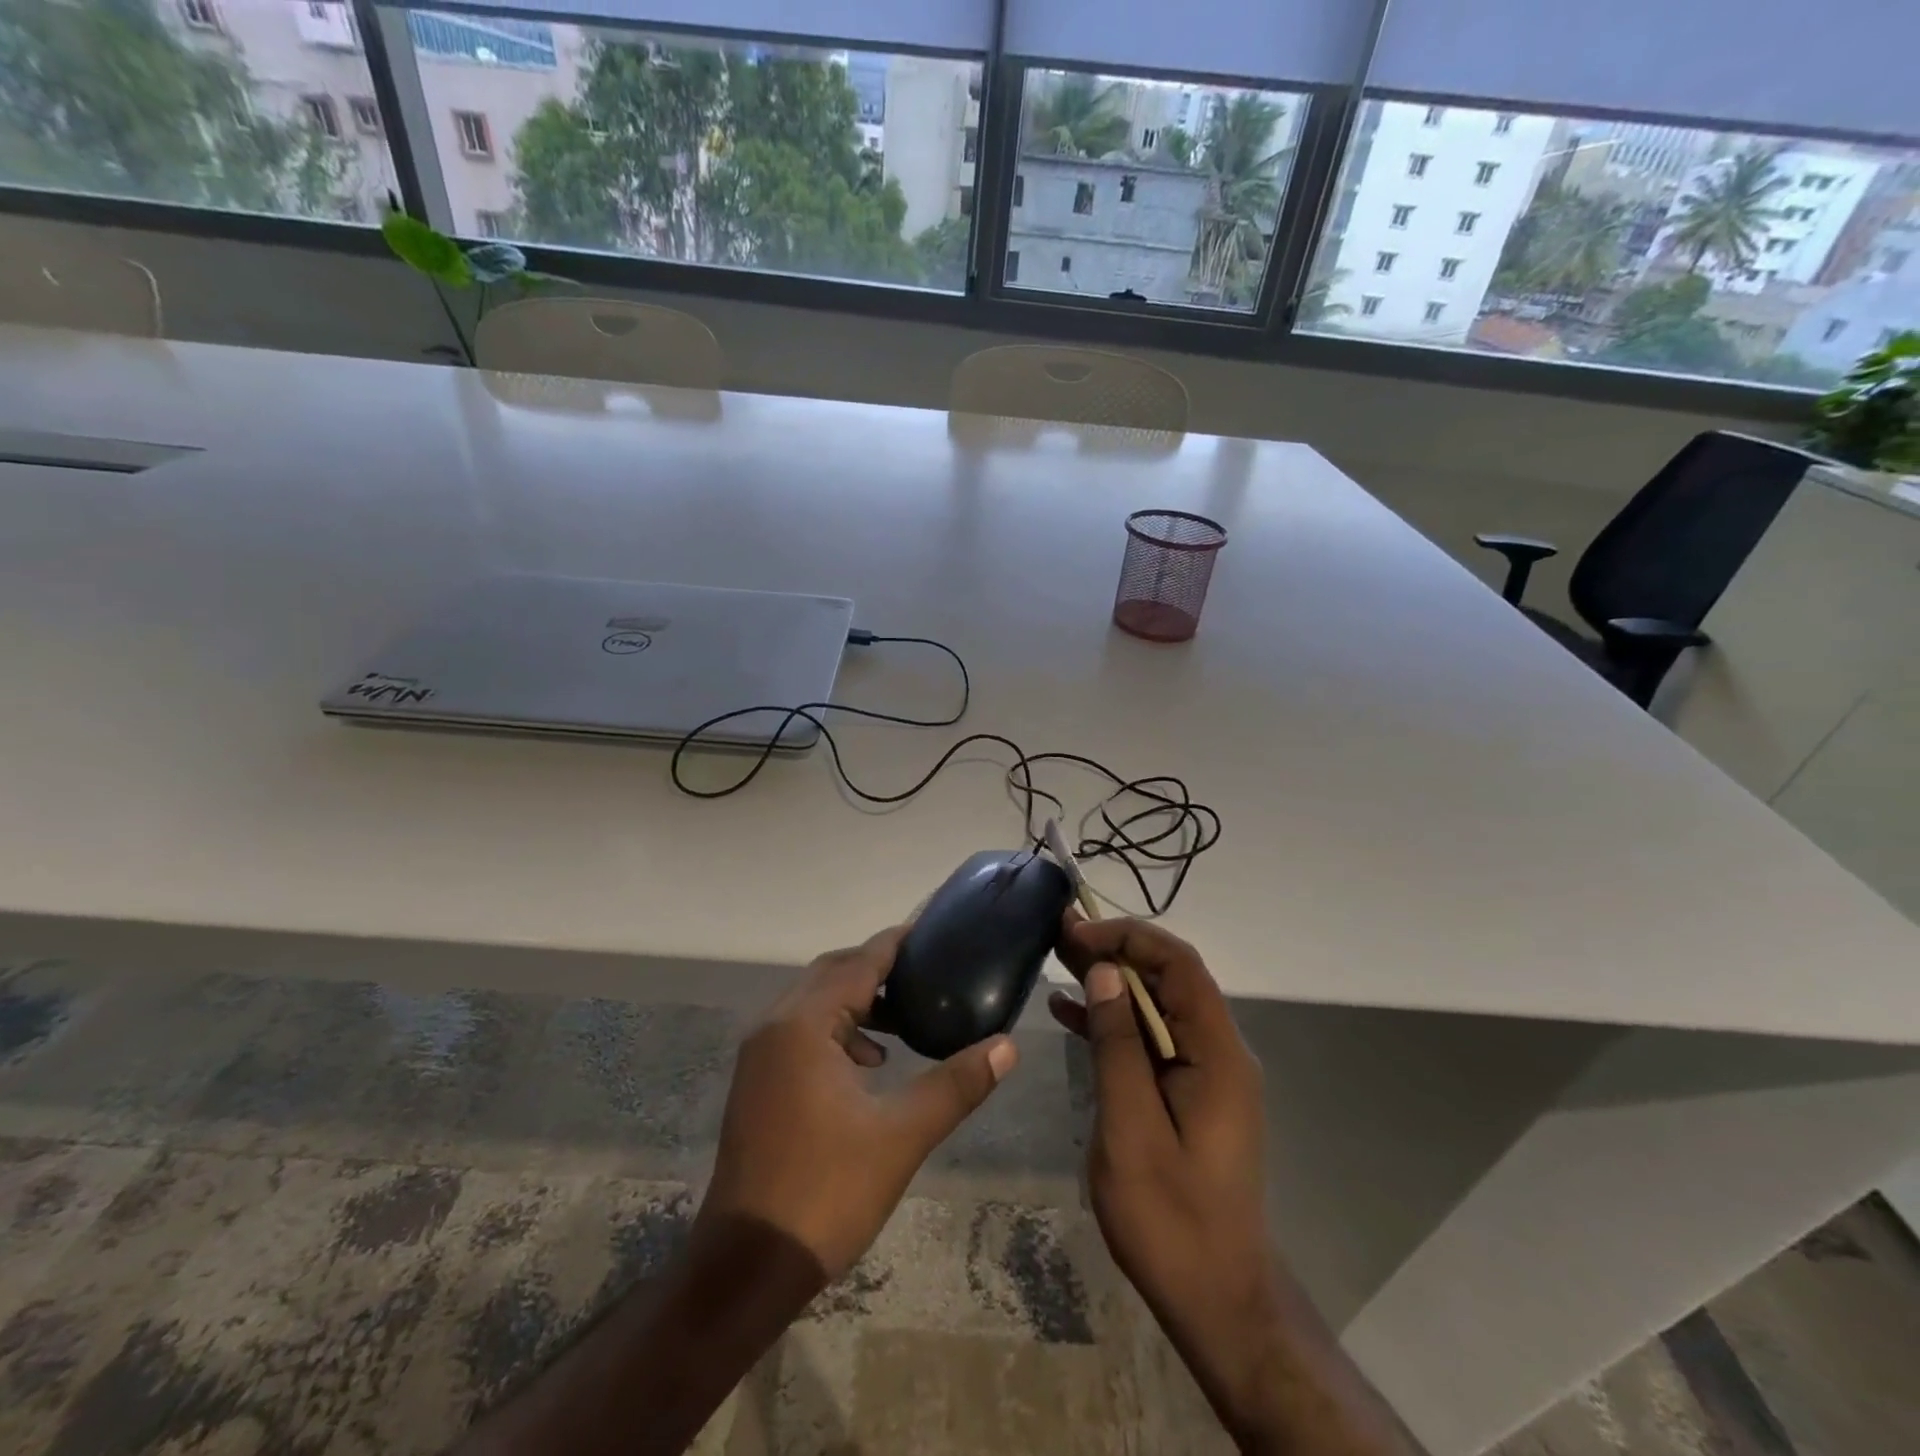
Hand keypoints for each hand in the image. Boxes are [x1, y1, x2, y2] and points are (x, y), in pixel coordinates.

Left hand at [696, 926, 1019, 1285]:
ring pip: (813, 1002)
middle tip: (926, 973)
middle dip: (877, 969)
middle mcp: (774, 1026)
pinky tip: (869, 1064)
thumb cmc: (827, 1192)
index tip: (933, 930)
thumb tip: (1007, 1046)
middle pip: (831, 973)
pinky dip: (836, 1030)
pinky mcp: (757, 1081)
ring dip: (856, 1000)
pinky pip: (801, 1031)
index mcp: (804, 1025)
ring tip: (905, 1019)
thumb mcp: (902, 1135)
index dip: (896, 943)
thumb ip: (956, 1084)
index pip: (858, 963)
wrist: (747, 1265)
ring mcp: (759, 1055)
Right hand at [1049, 914, 1281, 1441]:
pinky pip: (1149, 1040)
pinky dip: (1112, 1022)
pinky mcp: (1187, 1093)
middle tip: (1058, 934)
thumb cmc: (1172, 1219)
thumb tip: (1103, 973)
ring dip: (1109, 982)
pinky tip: (1068, 1013)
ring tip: (1056, 959)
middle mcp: (1217, 1051)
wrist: (1216, 1299)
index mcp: (1216, 1053)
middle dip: (1114, 950)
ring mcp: (1203, 1072)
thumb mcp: (1132, 1129)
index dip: (1129, 937)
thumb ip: (1118, 1045)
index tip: (1078, 932)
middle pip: (1167, 979)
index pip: (1179, 964)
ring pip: (1155, 1005)